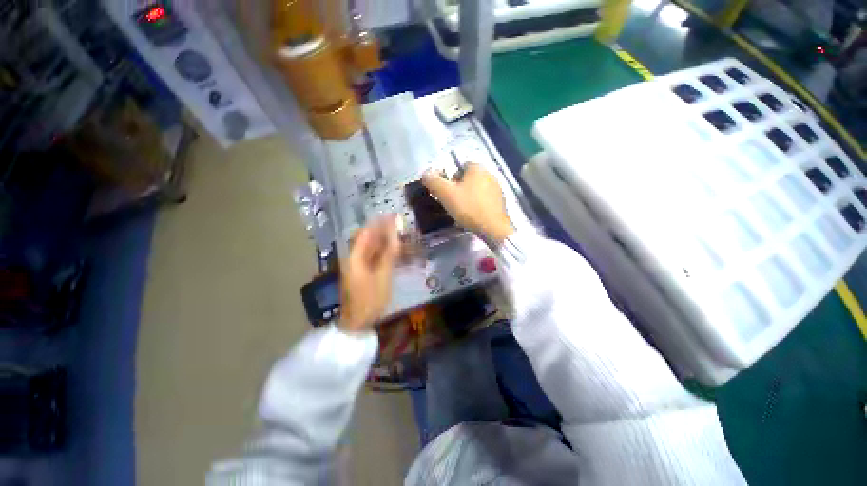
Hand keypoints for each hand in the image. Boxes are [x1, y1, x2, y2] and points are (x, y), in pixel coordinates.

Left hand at [339, 216, 400, 332]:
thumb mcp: (382, 277)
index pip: (367, 233)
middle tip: (399, 223)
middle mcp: (354, 258)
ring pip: (372, 248)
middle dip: (383, 229)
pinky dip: (384, 251)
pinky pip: (374, 257)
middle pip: (369, 239)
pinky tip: (395, 249)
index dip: (379, 223)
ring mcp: (359, 266)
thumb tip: (396, 236)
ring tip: (400, 233)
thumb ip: (389, 255)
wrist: (357, 323)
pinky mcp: (364, 273)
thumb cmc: (369, 300)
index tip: (393, 215)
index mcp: (354, 257)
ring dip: (385, 240)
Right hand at [422, 164, 514, 244]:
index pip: (460, 166)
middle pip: (469, 178)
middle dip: (459, 188)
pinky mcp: (501, 202)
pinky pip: (484, 199)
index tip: (447, 192)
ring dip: (468, 197)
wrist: (492, 228)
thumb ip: (433, 181)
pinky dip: (477, 205)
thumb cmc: (468, 208)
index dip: (451, 178)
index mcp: (477, 168)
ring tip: (462, 211)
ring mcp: (497, 188)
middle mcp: (489, 174)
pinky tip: (473, 215)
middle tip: (453, 202)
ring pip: (477, 189)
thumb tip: (426, 173)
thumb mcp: (446, 194)